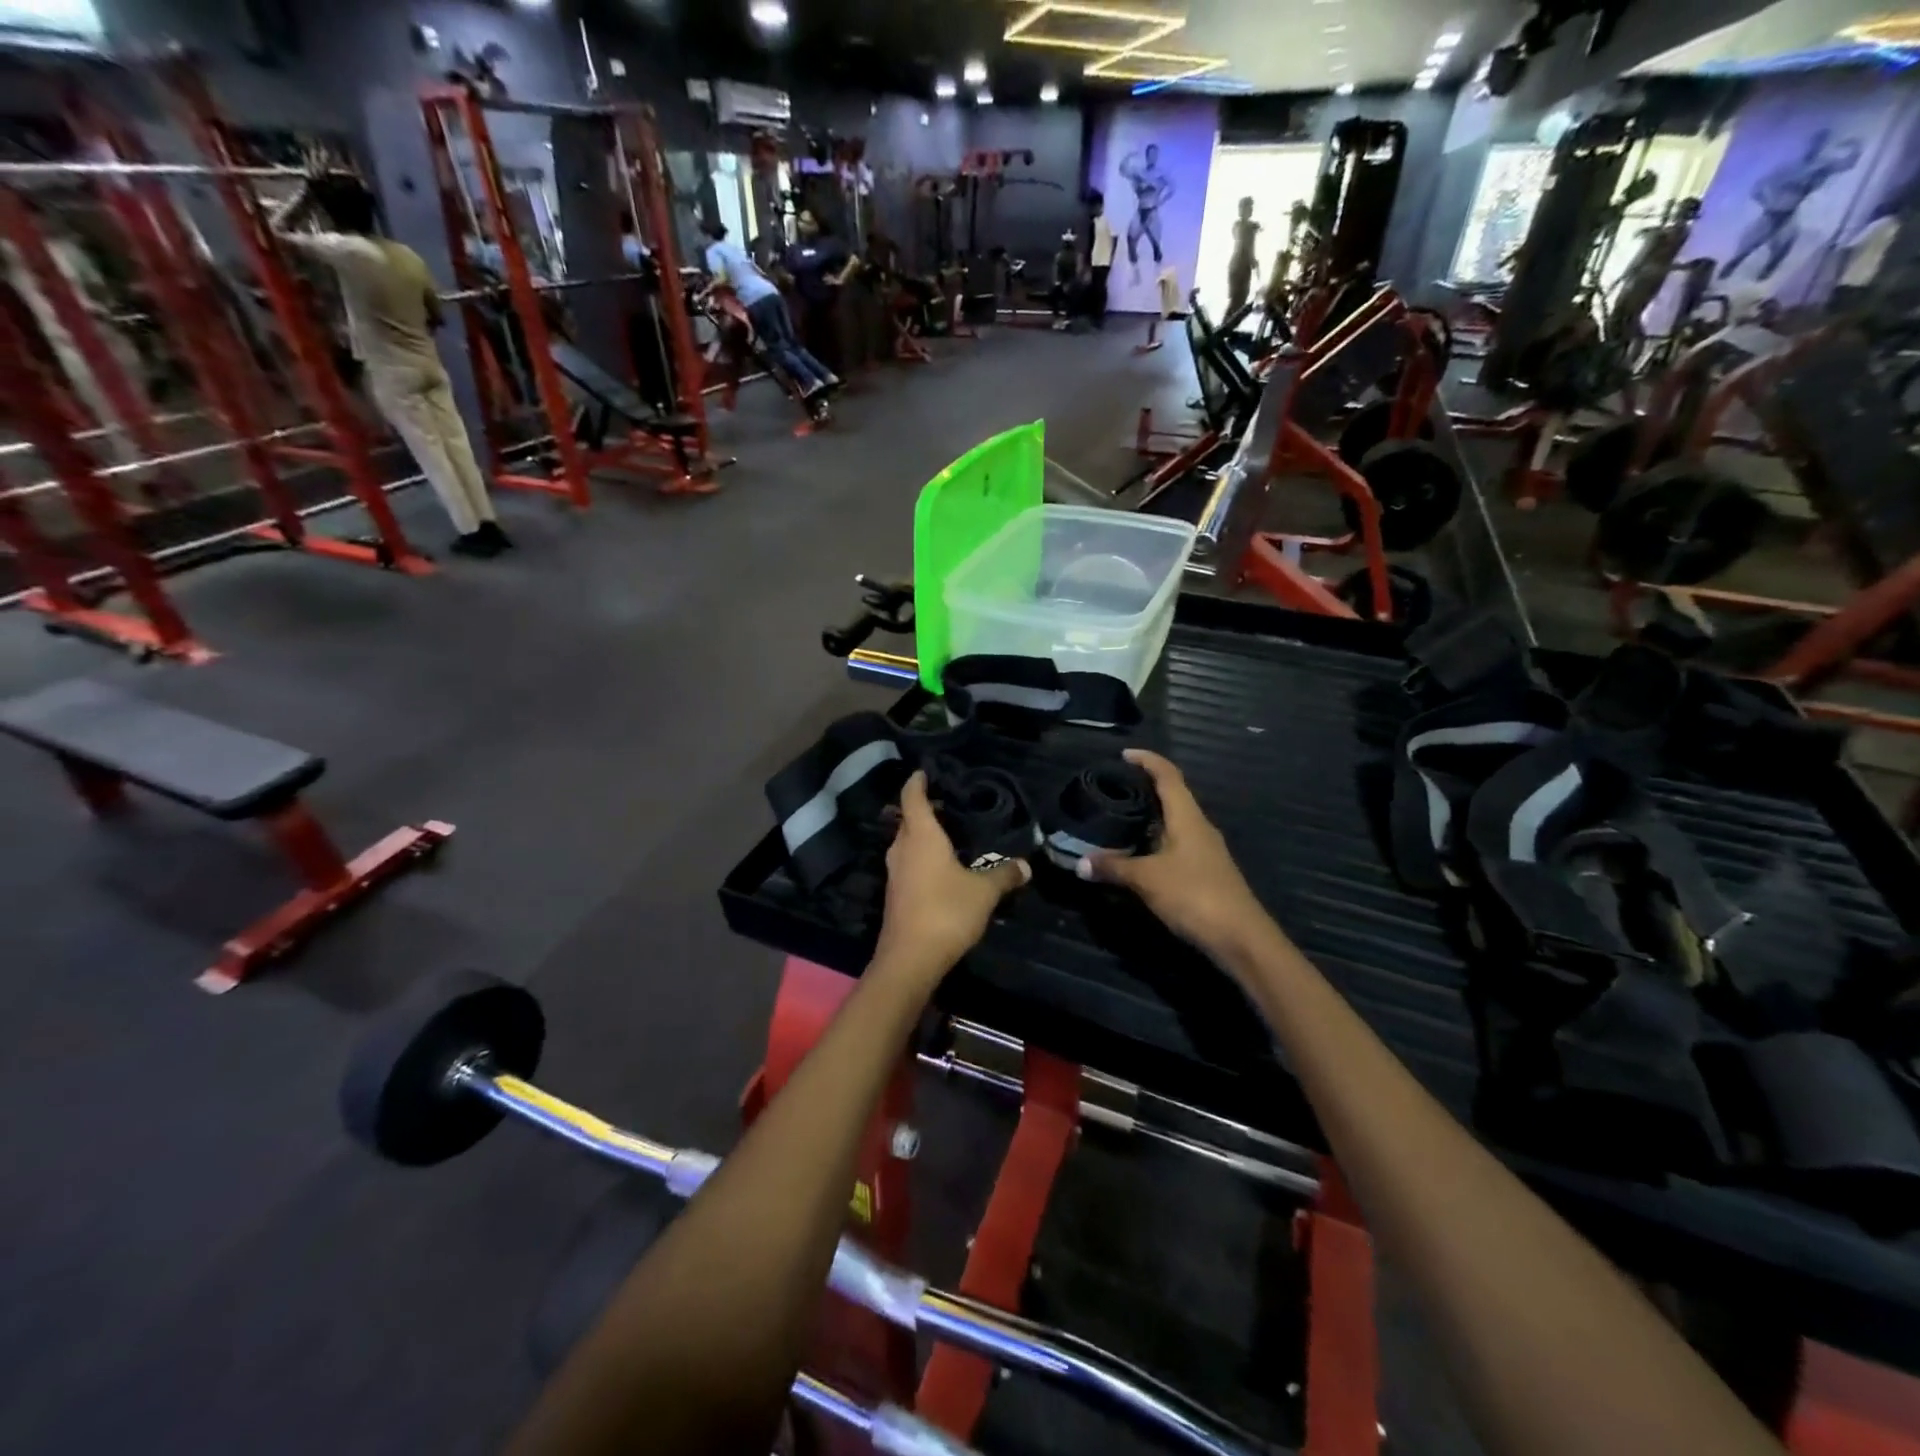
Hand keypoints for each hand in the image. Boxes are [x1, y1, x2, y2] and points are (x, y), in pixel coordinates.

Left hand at [874, 771, 1029, 980]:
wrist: (910, 959)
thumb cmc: (946, 912)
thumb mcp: (984, 892)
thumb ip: (1004, 875)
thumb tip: (1026, 865)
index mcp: (920, 837)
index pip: (912, 798)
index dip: (916, 782)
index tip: (922, 771)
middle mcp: (902, 850)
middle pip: (907, 820)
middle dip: (921, 810)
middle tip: (945, 803)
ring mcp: (895, 874)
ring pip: (905, 844)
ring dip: (920, 836)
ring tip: (946, 833)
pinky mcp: (895, 896)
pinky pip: (908, 865)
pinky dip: (920, 858)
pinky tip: (940, 867)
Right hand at [1084, 750, 1273, 963]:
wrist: (1240, 938)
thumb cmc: (1194, 895)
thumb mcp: (1146, 879)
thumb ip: (1113, 867)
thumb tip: (1080, 863)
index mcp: (1188, 817)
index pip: (1168, 775)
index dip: (1148, 760)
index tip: (1124, 754)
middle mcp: (1198, 827)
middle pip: (1172, 796)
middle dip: (1144, 788)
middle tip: (1112, 788)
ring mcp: (1204, 850)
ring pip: (1173, 822)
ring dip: (1149, 817)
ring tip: (1117, 818)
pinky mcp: (1204, 872)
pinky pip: (1174, 844)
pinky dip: (1153, 841)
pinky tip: (1136, 853)